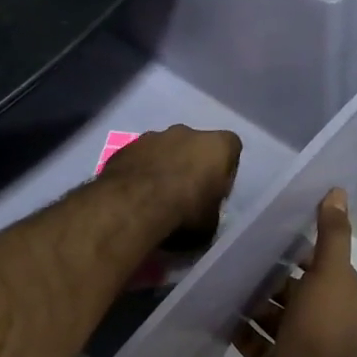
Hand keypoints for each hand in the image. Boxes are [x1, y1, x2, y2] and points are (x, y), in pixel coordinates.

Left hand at [101, 125, 241, 238]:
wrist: (133, 207)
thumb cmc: (184, 212)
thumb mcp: (211, 224)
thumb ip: (211, 211)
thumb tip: (204, 215)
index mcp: (217, 146)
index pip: (231, 148)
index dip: (224, 170)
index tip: (215, 189)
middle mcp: (187, 132)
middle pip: (195, 145)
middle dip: (191, 164)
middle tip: (185, 192)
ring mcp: (153, 136)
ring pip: (164, 148)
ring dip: (163, 166)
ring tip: (156, 195)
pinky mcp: (126, 146)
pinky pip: (139, 158)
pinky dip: (140, 171)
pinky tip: (135, 194)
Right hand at [235, 190, 356, 356]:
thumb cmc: (322, 329)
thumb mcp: (330, 273)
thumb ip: (332, 234)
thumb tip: (336, 191)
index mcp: (339, 296)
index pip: (319, 264)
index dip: (298, 247)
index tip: (268, 229)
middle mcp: (320, 319)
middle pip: (291, 289)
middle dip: (268, 273)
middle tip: (235, 250)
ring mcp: (296, 345)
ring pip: (271, 315)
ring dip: (250, 299)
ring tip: (221, 276)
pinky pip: (253, 341)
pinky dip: (238, 327)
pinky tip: (216, 309)